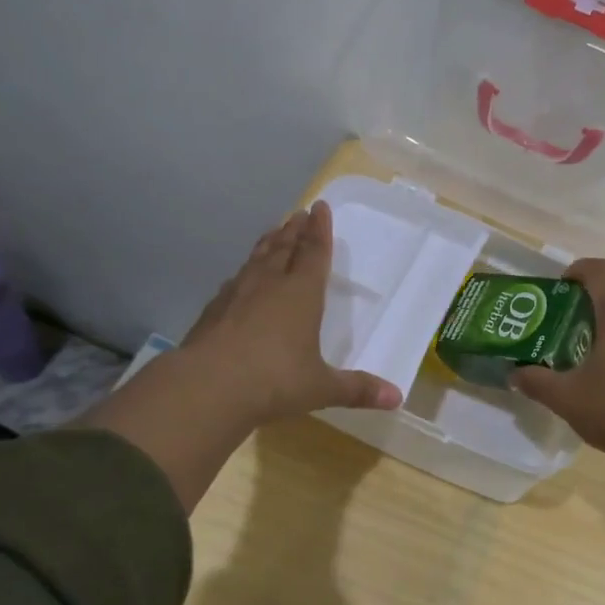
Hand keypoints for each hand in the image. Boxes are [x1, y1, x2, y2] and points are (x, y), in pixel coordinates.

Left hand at [178, 201, 402, 424]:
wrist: (207, 387)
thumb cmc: (275, 381)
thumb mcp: (321, 388)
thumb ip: (357, 389)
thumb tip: (397, 398)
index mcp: (301, 294)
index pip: (314, 253)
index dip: (319, 230)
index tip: (319, 207)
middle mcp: (269, 285)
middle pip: (284, 248)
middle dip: (294, 230)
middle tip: (299, 213)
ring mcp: (237, 295)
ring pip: (256, 259)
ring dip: (268, 244)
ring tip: (274, 232)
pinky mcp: (213, 311)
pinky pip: (234, 281)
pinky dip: (243, 273)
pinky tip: (240, 278)